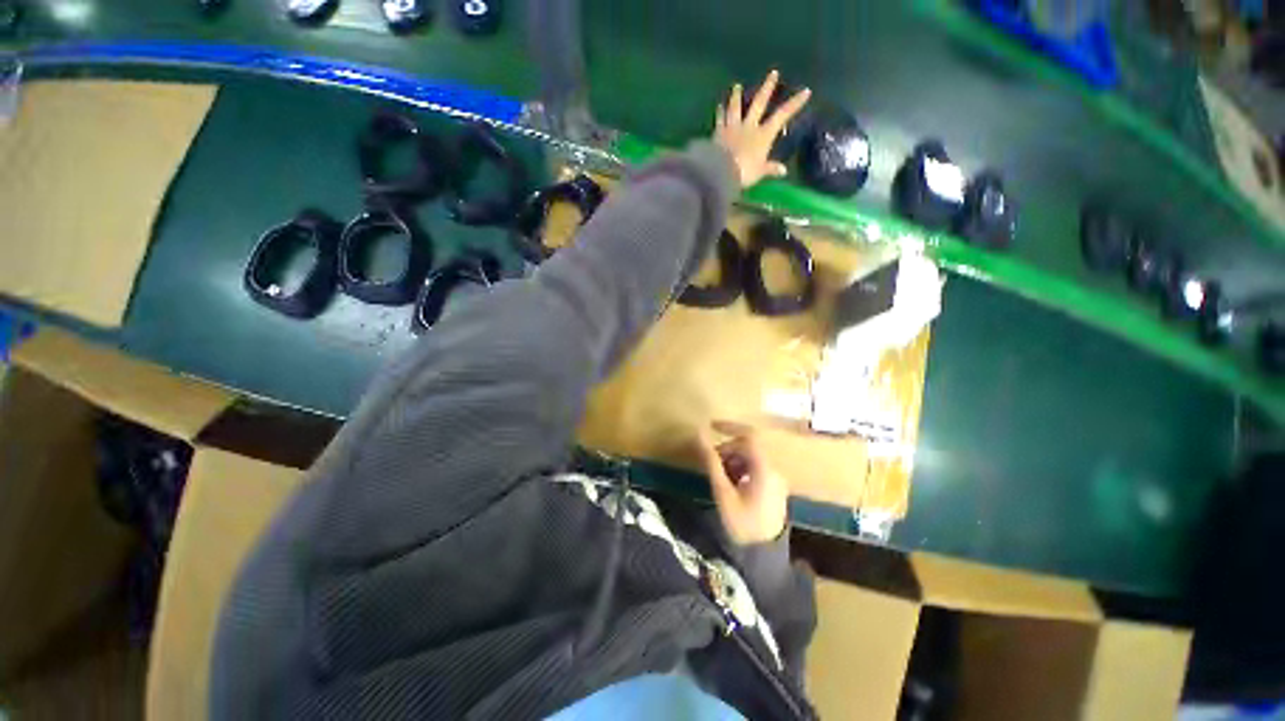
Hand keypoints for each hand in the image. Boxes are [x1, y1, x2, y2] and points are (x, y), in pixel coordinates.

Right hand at [697, 420, 789, 544]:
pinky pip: (757, 470)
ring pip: (752, 459)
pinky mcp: (775, 488)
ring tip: (720, 477)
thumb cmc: (742, 523)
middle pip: (749, 448)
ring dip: (734, 460)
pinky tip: (732, 485)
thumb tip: (699, 436)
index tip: (711, 426)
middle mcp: (774, 470)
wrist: (763, 555)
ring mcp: (776, 480)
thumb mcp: (723, 492)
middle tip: (712, 463)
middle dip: (728, 450)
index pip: (749, 436)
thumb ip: (712, 461)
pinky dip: (742, 470)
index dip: (729, 427)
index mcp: (764, 468)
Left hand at [714, 70, 811, 187]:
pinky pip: (719, 119)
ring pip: (735, 107)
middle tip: (773, 73)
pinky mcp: (718, 132)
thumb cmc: (745, 173)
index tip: (805, 91)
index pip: (782, 116)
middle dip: (767, 87)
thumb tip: (783, 171)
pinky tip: (719, 106)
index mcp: (763, 135)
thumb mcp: (760, 172)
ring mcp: (733, 127)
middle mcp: (749, 126)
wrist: (722, 171)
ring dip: (736, 96)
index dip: (794, 104)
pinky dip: (720, 112)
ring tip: (737, 86)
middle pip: (759, 103)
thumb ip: (770, 169)